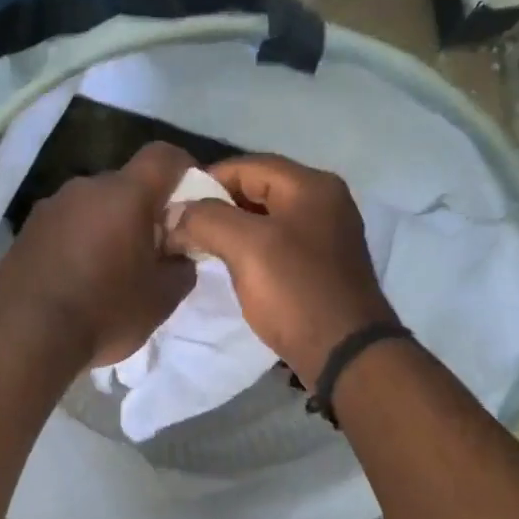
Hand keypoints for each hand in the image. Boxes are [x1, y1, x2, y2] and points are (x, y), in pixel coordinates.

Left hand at [0, 142, 198, 368]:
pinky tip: (79, 279)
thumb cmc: (105, 312)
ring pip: (93, 205)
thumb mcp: (162, 298)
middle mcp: (85, 188)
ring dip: (109, 226)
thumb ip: (182, 266)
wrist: (25, 337)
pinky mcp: (26, 231)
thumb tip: (178, 254)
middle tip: (152, 249)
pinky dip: (80, 241)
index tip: (192, 199)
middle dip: (144, 209)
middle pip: (126, 184)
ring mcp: (50, 207)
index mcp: (124, 195)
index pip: (163, 156)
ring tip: (112, 269)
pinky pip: (66, 226)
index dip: (184, 169)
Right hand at [165, 154, 394, 384]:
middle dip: (217, 206)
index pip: (247, 165)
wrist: (345, 353)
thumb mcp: (246, 247)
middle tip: (181, 227)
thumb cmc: (296, 292)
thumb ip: (206, 219)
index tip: (173, 205)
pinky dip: (249, 249)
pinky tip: (228, 266)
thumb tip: (175, 214)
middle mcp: (324, 202)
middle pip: (258, 189)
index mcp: (311, 186)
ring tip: (197, 247)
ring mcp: (326, 235)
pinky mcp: (322, 265)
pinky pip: (277, 244)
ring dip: (231, 229)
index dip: (206, 180)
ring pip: (266, 219)